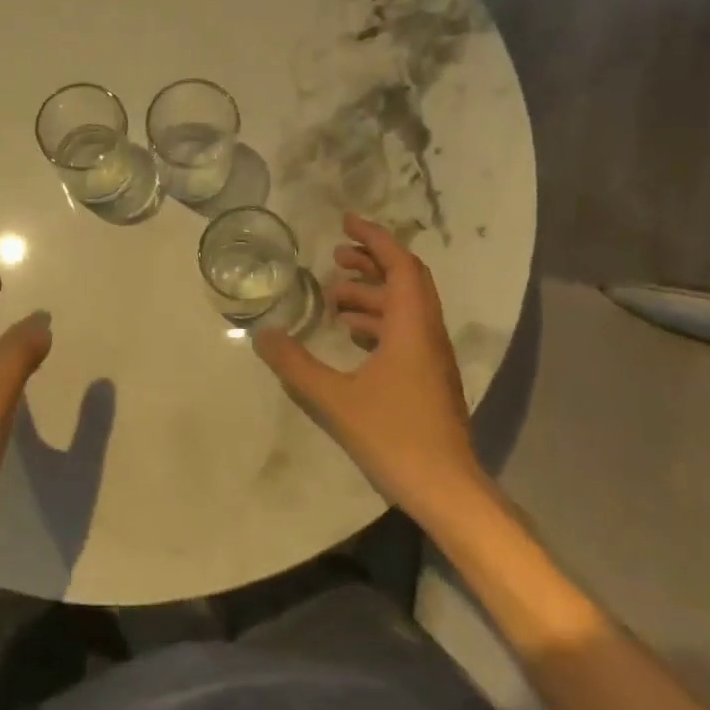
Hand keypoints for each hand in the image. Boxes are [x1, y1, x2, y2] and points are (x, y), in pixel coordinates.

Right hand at [254, 214, 483, 515]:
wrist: (446, 488)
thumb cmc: (394, 436)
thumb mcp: (334, 399)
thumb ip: (296, 365)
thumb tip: (263, 335)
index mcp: (410, 327)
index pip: (399, 265)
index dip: (374, 238)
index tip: (346, 221)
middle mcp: (427, 333)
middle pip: (406, 280)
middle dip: (372, 261)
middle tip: (335, 256)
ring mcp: (432, 357)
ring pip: (405, 307)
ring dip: (372, 294)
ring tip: (333, 298)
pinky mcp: (429, 378)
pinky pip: (405, 331)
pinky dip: (378, 321)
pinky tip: (352, 336)